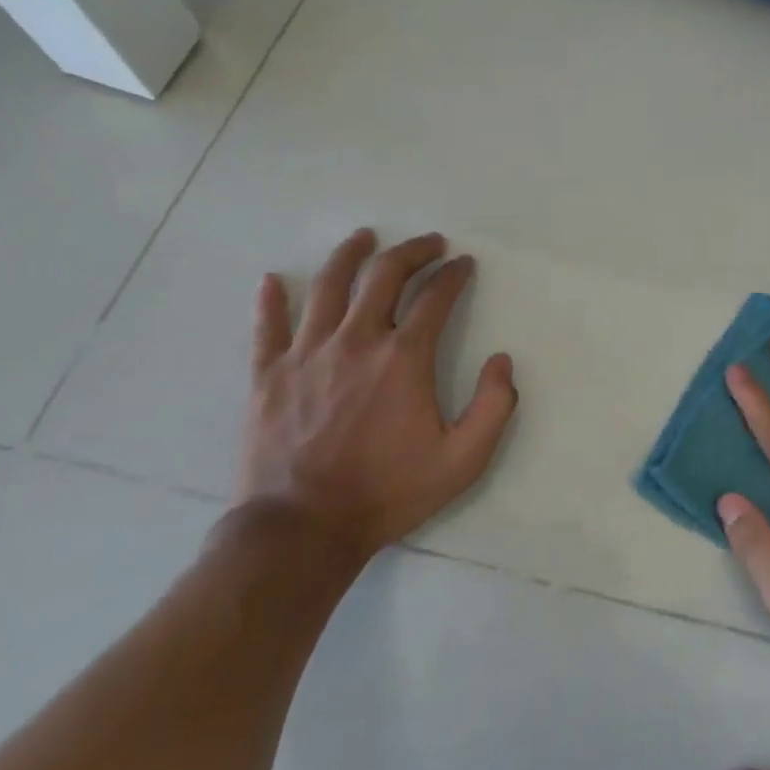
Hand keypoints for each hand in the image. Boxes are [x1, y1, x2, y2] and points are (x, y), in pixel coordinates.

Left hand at [237, 229, 518, 562]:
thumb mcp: (463, 460)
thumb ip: (495, 406)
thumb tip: (502, 360)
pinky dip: (270, 300)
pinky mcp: (268, 375)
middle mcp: (356, 341)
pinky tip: (271, 280)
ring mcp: (306, 354)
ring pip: (327, 286)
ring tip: (364, 237)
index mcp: (404, 358)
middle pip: (384, 275)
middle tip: (429, 242)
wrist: (301, 532)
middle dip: (412, 251)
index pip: (436, 298)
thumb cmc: (387, 493)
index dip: (454, 275)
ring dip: (349, 255)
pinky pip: (268, 326)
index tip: (464, 264)